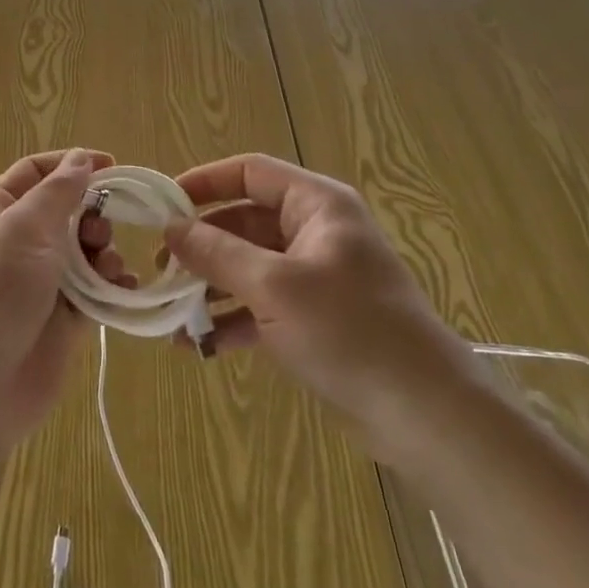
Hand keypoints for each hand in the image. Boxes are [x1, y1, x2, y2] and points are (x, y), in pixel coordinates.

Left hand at [0, 148, 128, 454]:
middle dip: (92, 213)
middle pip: (66, 212)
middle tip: (101, 229)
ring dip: (104, 251)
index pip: (34, 173)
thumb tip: (80, 159)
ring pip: (84, 253)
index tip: (113, 165)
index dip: (71, 163)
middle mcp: (17, 245)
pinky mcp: (62, 323)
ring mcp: (40, 285)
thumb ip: (57, 192)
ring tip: (109, 266)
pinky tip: (125, 288)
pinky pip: (95, 294)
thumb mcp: (21, 230)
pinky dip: (113, 287)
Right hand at [164, 153, 486, 464]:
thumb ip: (217, 253)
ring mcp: (316, 275)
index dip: (204, 182)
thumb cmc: (350, 331)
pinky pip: (262, 304)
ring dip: (211, 286)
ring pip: (249, 265)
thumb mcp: (274, 287)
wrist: (427, 415)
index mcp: (315, 204)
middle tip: (161, 267)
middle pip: (244, 221)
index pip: (249, 172)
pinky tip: (200, 345)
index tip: (163, 204)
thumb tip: (171, 228)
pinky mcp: (316, 317)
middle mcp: (315, 230)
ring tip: (173, 312)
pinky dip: (233, 319)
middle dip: (201, 245)